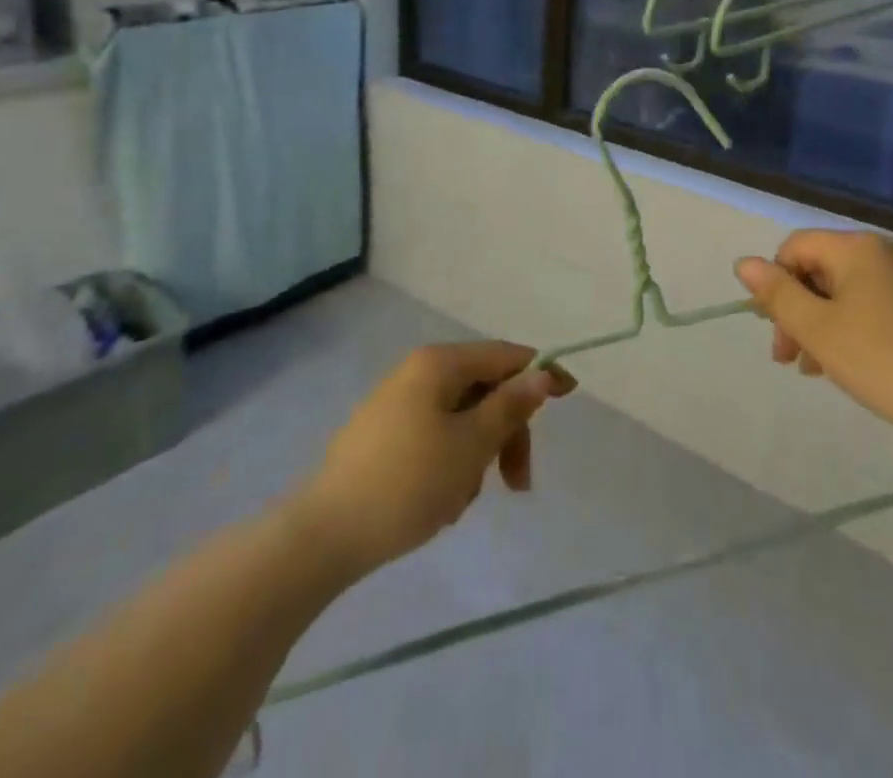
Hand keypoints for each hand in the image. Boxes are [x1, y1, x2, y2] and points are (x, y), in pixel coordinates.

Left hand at [298, 343, 574, 576]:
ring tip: (463, 501)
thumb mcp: (471, 445)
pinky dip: (451, 465)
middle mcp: (419, 372)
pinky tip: (441, 503)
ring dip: (478, 456)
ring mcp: (398, 404)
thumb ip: (511, 406)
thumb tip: (542, 373)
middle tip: (517, 484)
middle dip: (506, 434)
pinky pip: (437, 437)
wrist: (322, 537)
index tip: (571, 396)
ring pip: (462, 419)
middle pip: (485, 390)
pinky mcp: (385, 436)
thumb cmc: (406, 483)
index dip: (540, 373)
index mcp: (439, 364)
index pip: (505, 355)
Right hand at [734, 230, 892, 434]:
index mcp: (857, 247)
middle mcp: (884, 252)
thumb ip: (777, 293)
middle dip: (798, 311)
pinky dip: (851, 329)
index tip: (775, 330)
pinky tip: (847, 365)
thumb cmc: (878, 358)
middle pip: (820, 270)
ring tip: (814, 369)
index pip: (796, 247)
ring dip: (821, 325)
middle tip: (789, 358)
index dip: (776, 284)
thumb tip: (744, 263)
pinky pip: (872, 306)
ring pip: (845, 292)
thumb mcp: (816, 328)